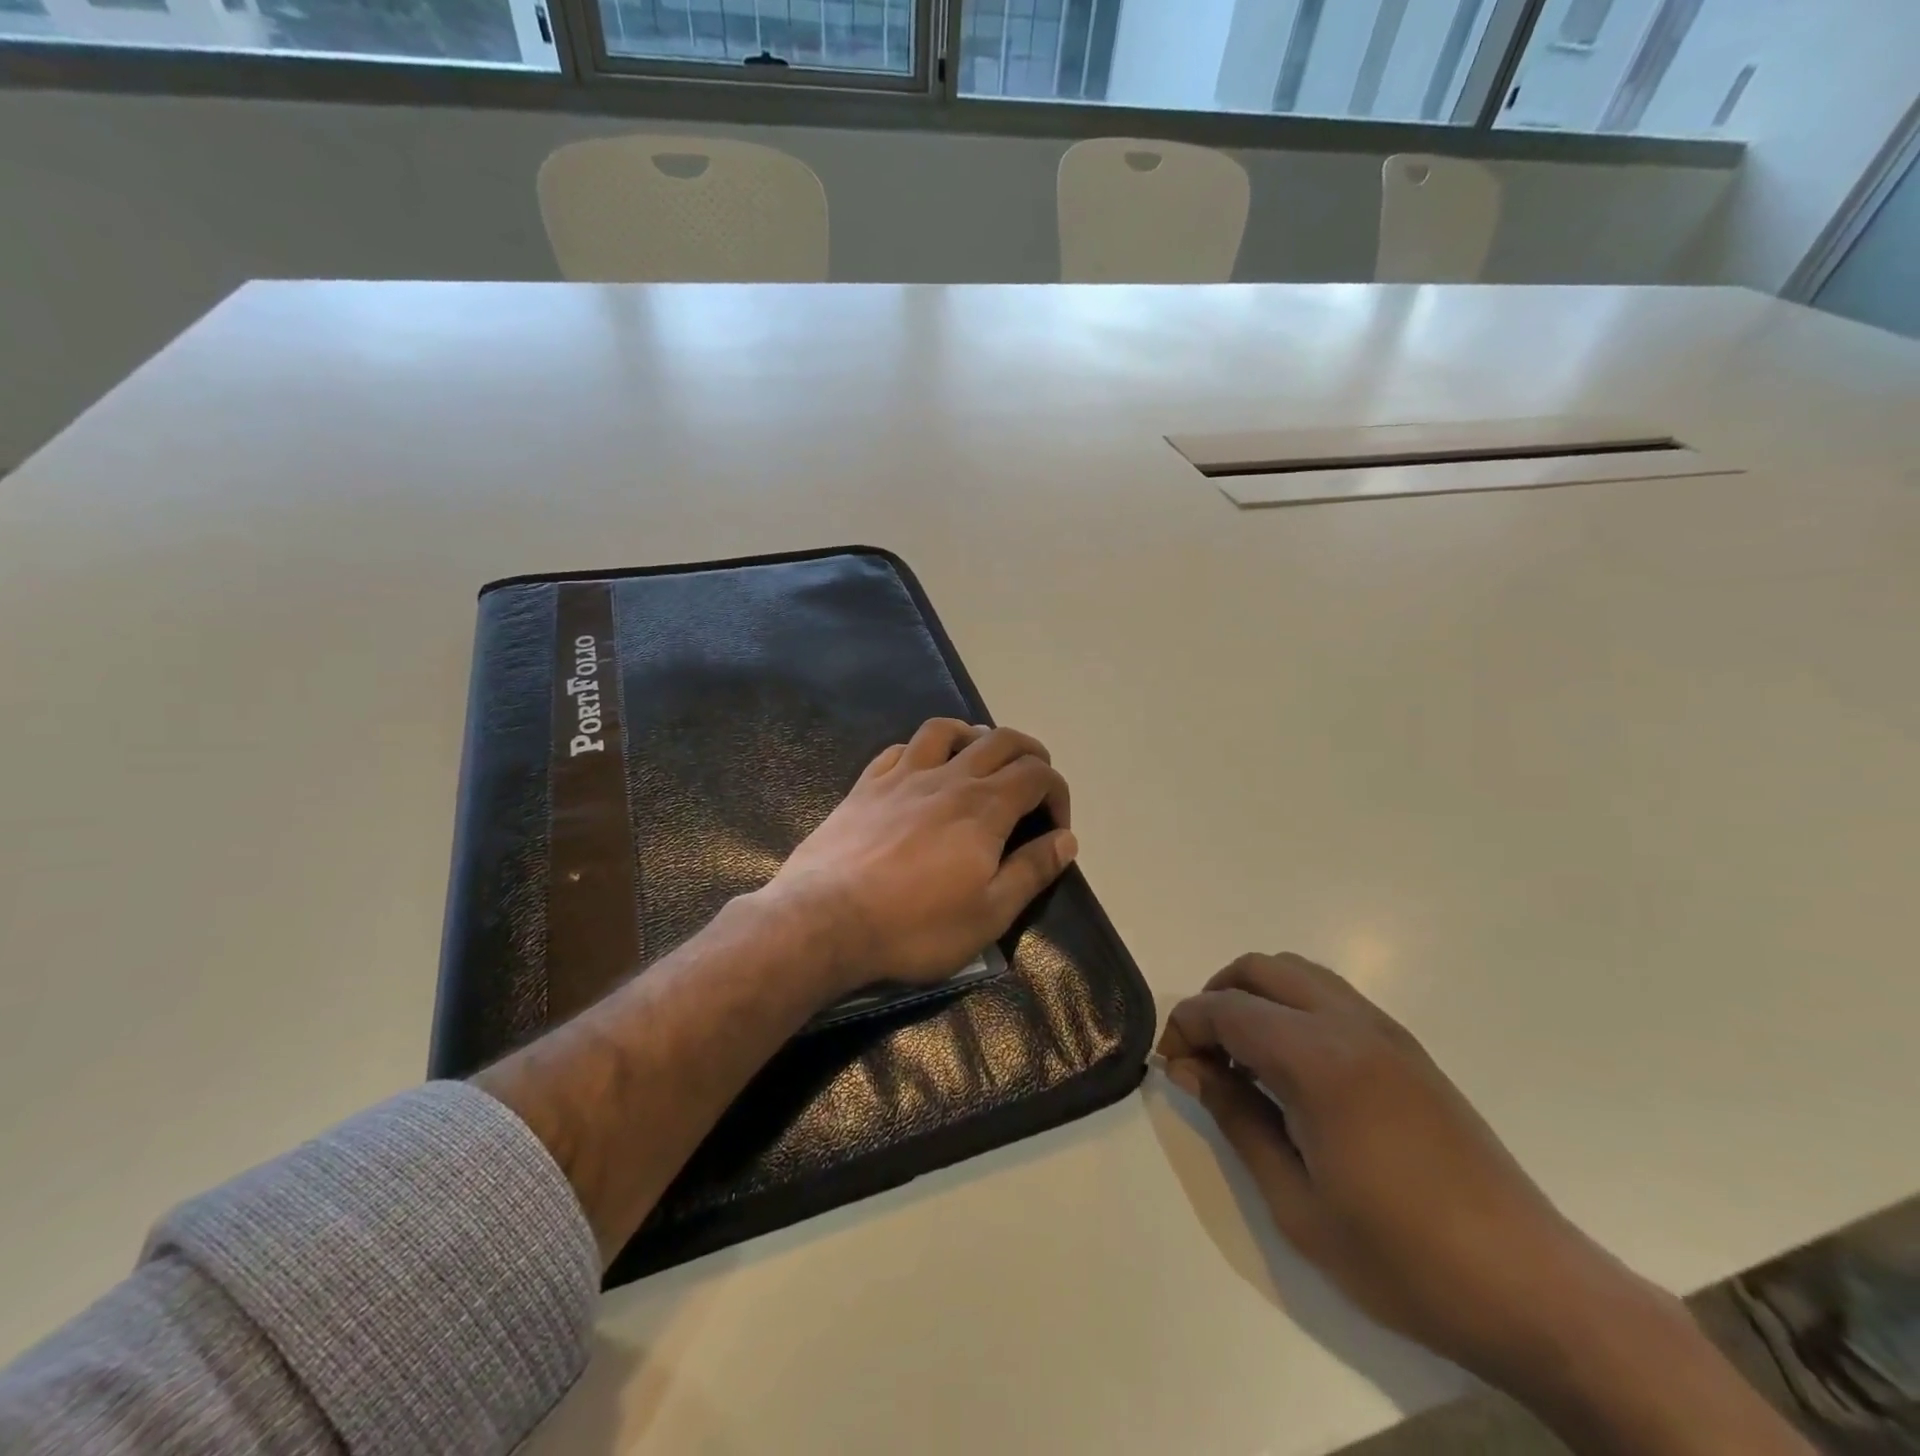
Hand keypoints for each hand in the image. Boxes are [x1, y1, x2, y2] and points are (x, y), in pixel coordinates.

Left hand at [763, 718, 1076, 991]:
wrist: (825, 920)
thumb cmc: (914, 926)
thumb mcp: (988, 914)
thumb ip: (1031, 871)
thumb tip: (1066, 840)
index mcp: (984, 807)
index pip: (1037, 774)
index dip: (1057, 793)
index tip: (1054, 828)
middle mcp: (948, 778)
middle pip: (1000, 740)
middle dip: (1029, 754)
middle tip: (1034, 783)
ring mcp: (902, 776)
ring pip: (946, 730)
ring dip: (974, 736)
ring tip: (981, 760)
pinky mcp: (866, 785)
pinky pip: (900, 748)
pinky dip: (922, 750)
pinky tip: (922, 770)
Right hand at [1160, 955, 1817, 1455]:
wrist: (1535, 1290)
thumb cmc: (1404, 1258)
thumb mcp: (1297, 1203)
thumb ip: (1237, 1119)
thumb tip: (1190, 1069)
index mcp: (1320, 1059)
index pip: (1229, 1009)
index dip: (1186, 1026)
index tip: (1170, 1064)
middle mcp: (1352, 1025)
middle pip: (1261, 969)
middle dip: (1217, 997)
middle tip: (1202, 1055)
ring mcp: (1387, 1032)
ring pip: (1300, 974)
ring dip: (1257, 997)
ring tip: (1244, 1060)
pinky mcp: (1409, 1050)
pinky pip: (1332, 998)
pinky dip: (1293, 1009)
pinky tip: (1293, 1070)